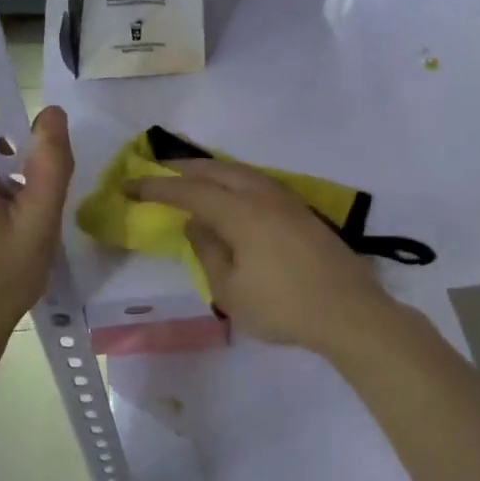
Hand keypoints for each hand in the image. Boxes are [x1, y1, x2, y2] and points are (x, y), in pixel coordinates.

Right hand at [126, 158, 396, 356]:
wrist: (348, 312)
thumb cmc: (283, 307)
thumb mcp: (230, 290)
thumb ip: (208, 251)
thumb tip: (195, 223)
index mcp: (241, 212)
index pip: (191, 191)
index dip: (158, 188)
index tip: (131, 186)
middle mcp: (263, 196)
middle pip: (219, 170)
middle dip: (186, 168)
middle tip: (159, 170)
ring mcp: (287, 201)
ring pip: (243, 172)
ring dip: (213, 170)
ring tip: (193, 176)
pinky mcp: (303, 213)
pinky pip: (259, 183)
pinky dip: (236, 180)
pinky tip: (233, 193)